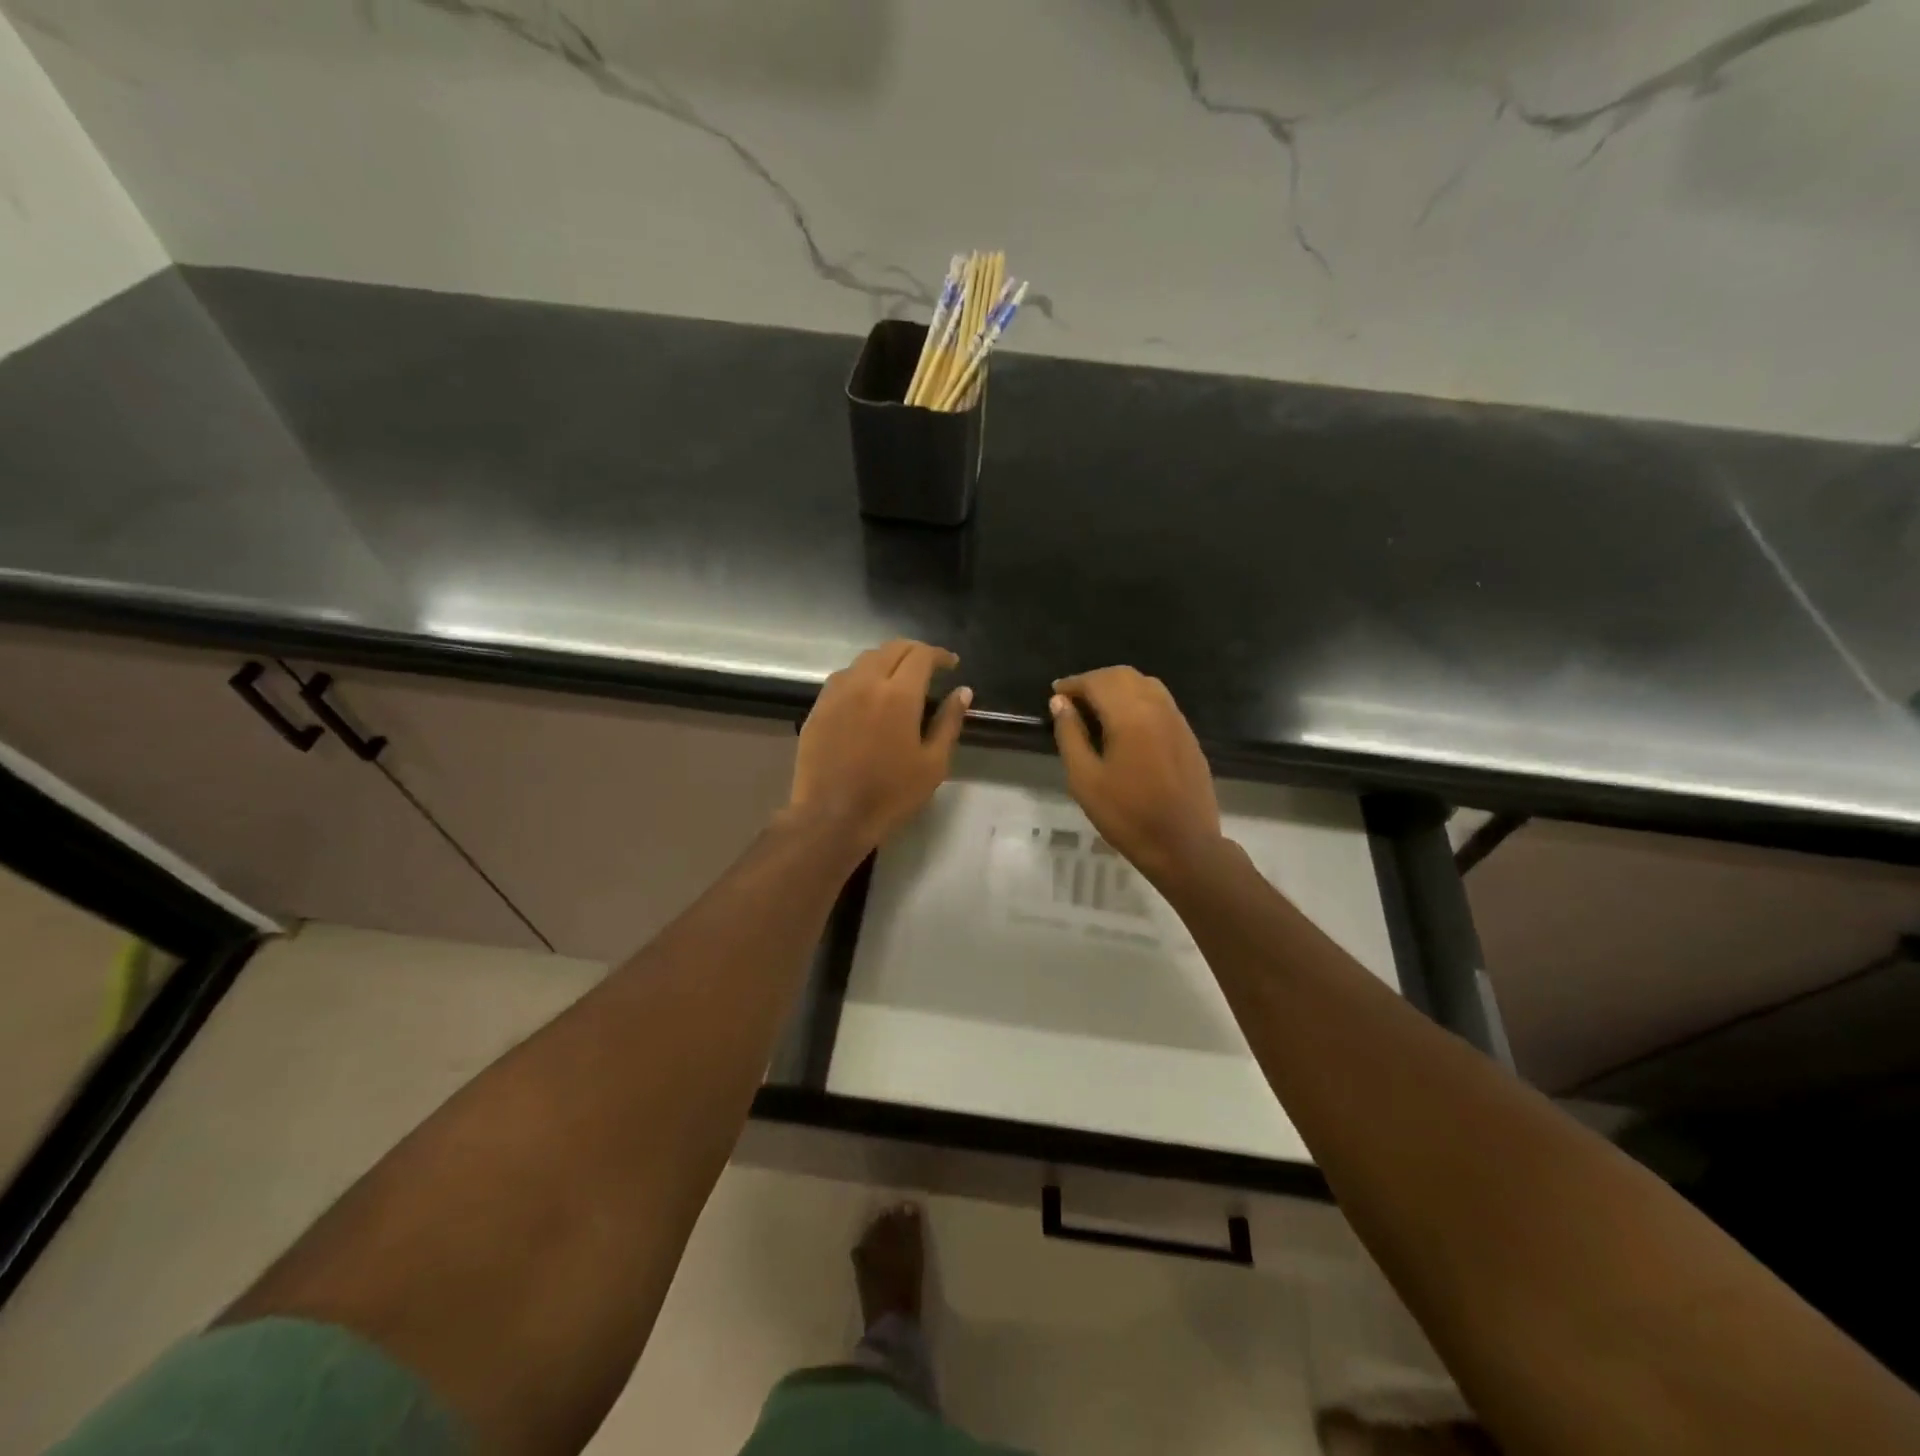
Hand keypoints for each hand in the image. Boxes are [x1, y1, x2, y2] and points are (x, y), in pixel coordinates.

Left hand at [788, 640, 970, 856]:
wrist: (832, 816)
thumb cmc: (890, 794)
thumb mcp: (933, 764)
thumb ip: (949, 722)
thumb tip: (963, 691)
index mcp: (898, 694)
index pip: (921, 655)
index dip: (939, 655)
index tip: (951, 664)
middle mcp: (865, 683)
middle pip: (891, 649)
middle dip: (914, 651)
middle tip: (929, 666)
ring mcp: (837, 693)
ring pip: (865, 659)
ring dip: (887, 660)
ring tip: (899, 677)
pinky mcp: (818, 707)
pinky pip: (843, 677)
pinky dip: (862, 675)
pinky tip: (868, 694)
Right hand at [1050, 667, 1221, 884]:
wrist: (1184, 845)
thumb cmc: (1126, 815)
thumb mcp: (1085, 779)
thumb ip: (1070, 735)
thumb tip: (1060, 703)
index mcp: (1130, 715)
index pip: (1098, 682)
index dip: (1073, 683)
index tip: (1055, 693)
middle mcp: (1157, 707)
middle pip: (1123, 675)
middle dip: (1095, 680)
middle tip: (1072, 700)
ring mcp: (1177, 720)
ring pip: (1145, 684)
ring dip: (1118, 687)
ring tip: (1096, 708)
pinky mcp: (1188, 735)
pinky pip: (1160, 702)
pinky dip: (1137, 699)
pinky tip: (1125, 724)